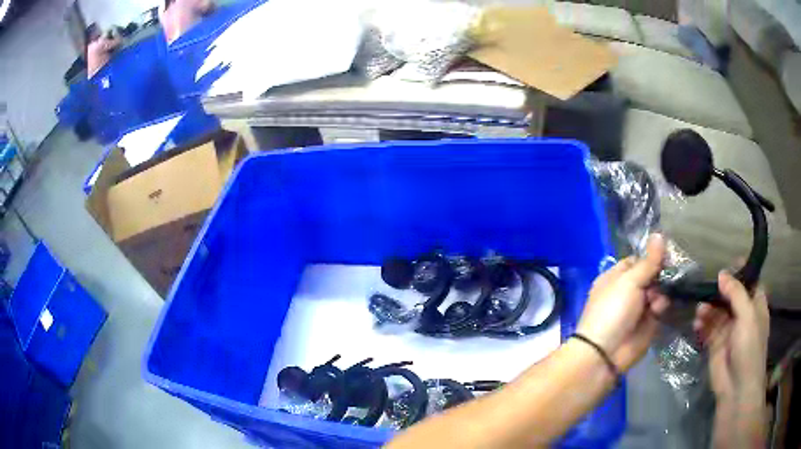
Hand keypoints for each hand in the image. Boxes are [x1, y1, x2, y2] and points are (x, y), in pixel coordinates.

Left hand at [577, 234, 669, 370]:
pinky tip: (658, 311)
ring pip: (659, 291)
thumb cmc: (613, 310)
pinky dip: (661, 307)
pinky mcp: (649, 323)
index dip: (652, 257)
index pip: (638, 260)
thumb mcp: (629, 281)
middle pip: (652, 275)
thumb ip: (648, 261)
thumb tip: (659, 234)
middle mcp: (628, 290)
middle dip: (661, 275)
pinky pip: (661, 308)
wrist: (606, 353)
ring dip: (661, 293)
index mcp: (616, 277)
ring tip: (655, 301)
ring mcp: (639, 308)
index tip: (667, 254)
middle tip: (667, 276)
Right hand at [694, 272, 769, 402]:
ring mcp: (729, 332)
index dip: (742, 272)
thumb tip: (722, 274)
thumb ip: (736, 293)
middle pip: (731, 297)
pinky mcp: (716, 346)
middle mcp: (743, 316)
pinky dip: (702, 324)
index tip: (729, 262)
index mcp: (756, 306)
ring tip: (700, 308)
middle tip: (707, 285)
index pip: (750, 283)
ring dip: (709, 308)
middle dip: (720, 291)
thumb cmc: (750, 347)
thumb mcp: (747, 315)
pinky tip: (697, 322)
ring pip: (718, 312)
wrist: (737, 387)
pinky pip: (708, 330)